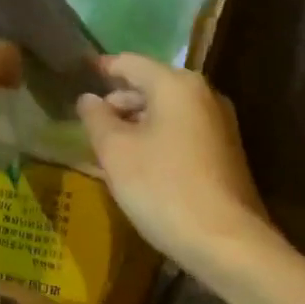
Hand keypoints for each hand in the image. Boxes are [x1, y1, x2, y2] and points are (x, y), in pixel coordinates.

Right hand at [77, 53, 273, 273]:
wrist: (225, 240)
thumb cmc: (163, 188)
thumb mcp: (116, 153)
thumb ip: (97, 119)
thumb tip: (88, 99)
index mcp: (177, 85)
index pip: (131, 63)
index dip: (103, 68)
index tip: (78, 73)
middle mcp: (204, 94)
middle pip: (152, 85)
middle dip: (119, 100)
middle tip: (89, 119)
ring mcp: (219, 123)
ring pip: (168, 111)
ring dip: (137, 122)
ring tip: (108, 143)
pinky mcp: (225, 151)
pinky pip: (182, 131)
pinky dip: (157, 138)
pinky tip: (138, 162)